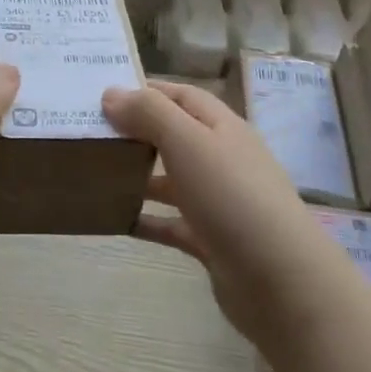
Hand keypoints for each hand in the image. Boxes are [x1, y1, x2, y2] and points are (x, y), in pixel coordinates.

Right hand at [101, 81, 310, 341]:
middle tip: (89, 132)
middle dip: (135, 132)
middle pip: (173, 136)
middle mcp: (221, 159)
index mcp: (222, 128)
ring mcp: (218, 202)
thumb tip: (111, 94)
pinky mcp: (211, 241)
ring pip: (170, 180)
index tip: (101, 94)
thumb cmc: (233, 197)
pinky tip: (115, 220)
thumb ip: (149, 113)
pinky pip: (170, 223)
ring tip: (94, 173)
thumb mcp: (188, 142)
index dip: (144, 90)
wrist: (281, 281)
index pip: (180, 96)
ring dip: (137, 175)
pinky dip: (145, 220)